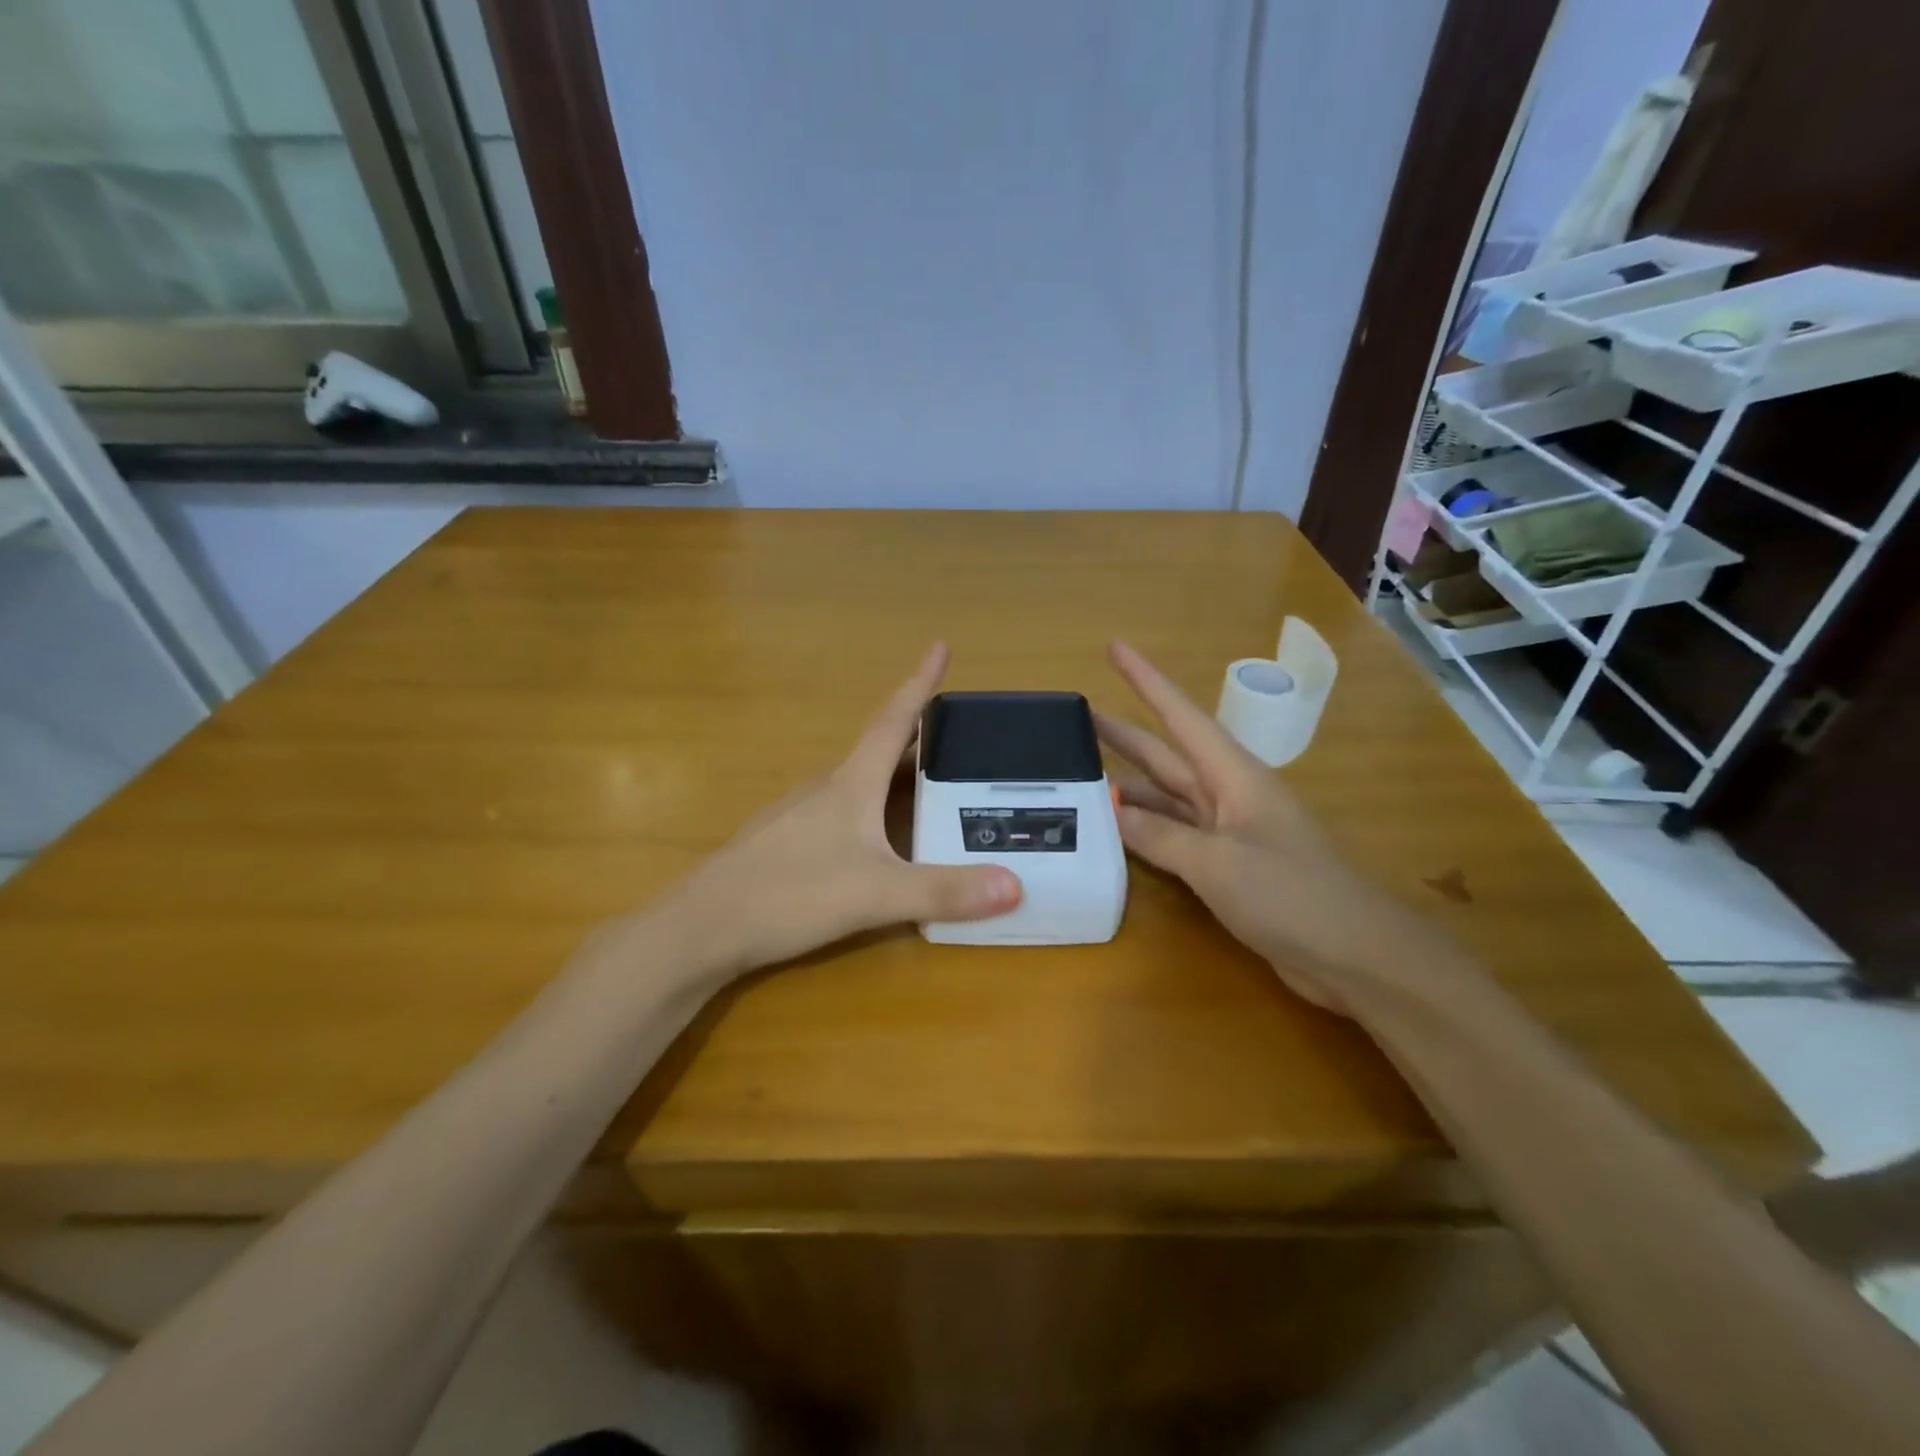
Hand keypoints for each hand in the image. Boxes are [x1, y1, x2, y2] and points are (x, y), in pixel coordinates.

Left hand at [654, 645, 1022, 978]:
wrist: (703, 927)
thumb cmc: (790, 894)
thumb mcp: (876, 894)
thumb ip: (943, 891)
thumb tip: (1015, 886)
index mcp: (850, 784)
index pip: (893, 721)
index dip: (920, 684)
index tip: (940, 645)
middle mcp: (826, 788)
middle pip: (879, 750)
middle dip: (920, 737)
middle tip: (960, 736)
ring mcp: (800, 815)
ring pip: (858, 782)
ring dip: (894, 773)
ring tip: (931, 784)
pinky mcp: (786, 843)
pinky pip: (842, 811)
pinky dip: (872, 807)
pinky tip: (878, 836)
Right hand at [1097, 640, 1449, 1012]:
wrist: (1357, 956)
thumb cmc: (1293, 895)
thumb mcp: (1219, 863)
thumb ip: (1161, 837)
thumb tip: (1112, 813)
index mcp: (1233, 776)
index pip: (1180, 716)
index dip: (1146, 680)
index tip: (1114, 648)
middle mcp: (1228, 795)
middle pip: (1166, 755)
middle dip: (1123, 734)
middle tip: (1076, 719)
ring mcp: (1228, 832)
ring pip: (1167, 797)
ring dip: (1128, 787)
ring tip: (1079, 779)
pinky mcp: (1228, 866)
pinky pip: (1175, 836)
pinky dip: (1145, 832)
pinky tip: (1115, 834)